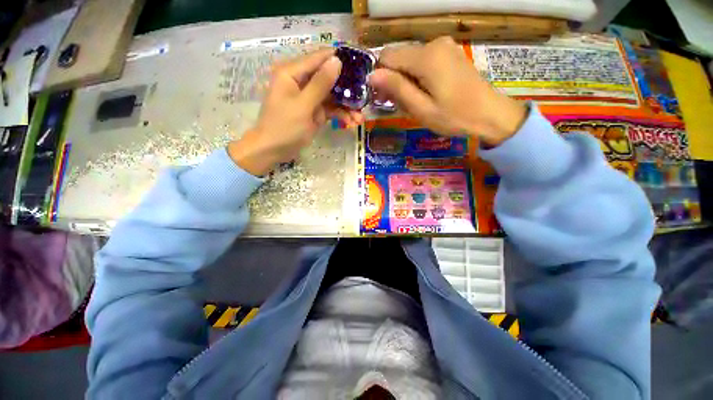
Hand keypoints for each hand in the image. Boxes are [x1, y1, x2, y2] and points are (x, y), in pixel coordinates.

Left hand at [228, 48, 363, 175]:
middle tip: (365, 97)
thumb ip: (320, 84)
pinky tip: (351, 122)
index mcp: (293, 72)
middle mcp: (302, 81)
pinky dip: (341, 115)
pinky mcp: (314, 111)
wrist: (273, 151)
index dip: (340, 59)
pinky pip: (331, 109)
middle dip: (347, 90)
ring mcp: (309, 97)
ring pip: (333, 95)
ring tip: (360, 118)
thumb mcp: (303, 106)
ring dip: (347, 106)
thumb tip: (337, 60)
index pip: (319, 58)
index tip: (361, 65)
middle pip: (329, 77)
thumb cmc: (284, 127)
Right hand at [369, 37, 526, 146]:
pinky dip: (417, 77)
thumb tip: (372, 75)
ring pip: (410, 61)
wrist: (490, 114)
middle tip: (399, 105)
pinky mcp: (449, 53)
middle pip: (399, 57)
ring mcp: (444, 46)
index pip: (387, 56)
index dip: (380, 77)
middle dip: (393, 80)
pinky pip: (423, 62)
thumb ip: (397, 89)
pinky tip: (424, 94)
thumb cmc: (454, 117)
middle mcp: (434, 43)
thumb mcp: (421, 108)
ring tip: (414, 103)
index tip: (383, 98)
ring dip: (405, 81)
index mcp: (426, 56)